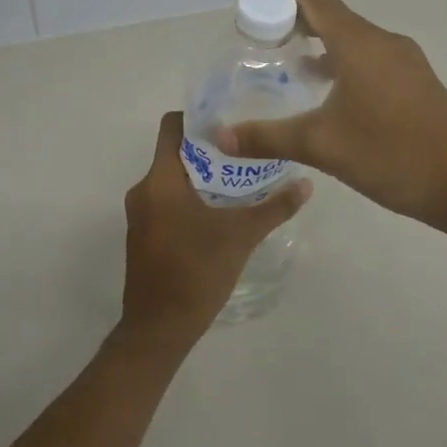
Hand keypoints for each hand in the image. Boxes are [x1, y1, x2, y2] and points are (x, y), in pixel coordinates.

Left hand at [117, 111, 311, 352]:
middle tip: (246, 151)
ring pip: (171, 180)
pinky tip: (219, 212)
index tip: (229, 121)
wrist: (159, 328)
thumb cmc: (196, 272)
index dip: (197, 117)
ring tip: (238, 180)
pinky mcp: (143, 235)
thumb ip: (274, 207)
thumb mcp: (241, 236)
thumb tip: (306, 184)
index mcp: (160, 180)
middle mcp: (143, 190)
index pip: (172, 127)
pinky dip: (189, 199)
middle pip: (175, 153)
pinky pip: (166, 202)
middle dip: (209, 150)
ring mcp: (140, 215)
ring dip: (201, 177)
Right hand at [216, 0, 446, 230]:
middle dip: (293, 24)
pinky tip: (328, 97)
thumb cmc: (389, 156)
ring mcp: (405, 60)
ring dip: (319, 46)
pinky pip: (371, 58)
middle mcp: (383, 41)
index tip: (250, 19)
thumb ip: (266, 138)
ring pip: (352, 38)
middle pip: (331, 15)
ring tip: (287, 72)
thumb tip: (218, 137)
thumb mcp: (320, 146)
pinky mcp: (416, 81)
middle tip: (261, 49)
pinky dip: (342, 63)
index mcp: (359, 44)